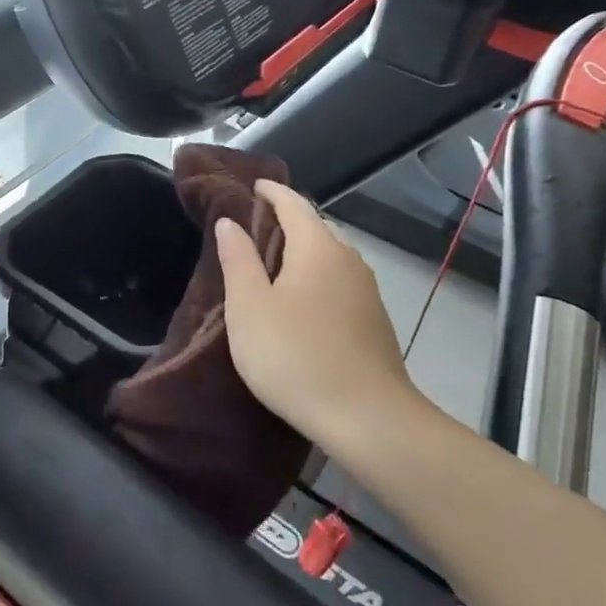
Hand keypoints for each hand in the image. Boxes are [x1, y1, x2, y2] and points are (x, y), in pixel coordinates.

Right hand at [216, 180, 429, 444]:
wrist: (367, 418)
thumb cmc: (295, 356)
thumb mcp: (250, 308)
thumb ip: (238, 260)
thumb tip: (230, 222)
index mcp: (317, 247)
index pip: (293, 203)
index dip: (271, 192)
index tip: (251, 187)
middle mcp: (348, 259)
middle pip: (316, 226)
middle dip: (287, 220)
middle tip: (254, 227)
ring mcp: (366, 290)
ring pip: (330, 255)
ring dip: (303, 250)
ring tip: (273, 263)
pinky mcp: (374, 319)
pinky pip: (340, 280)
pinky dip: (318, 275)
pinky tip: (302, 300)